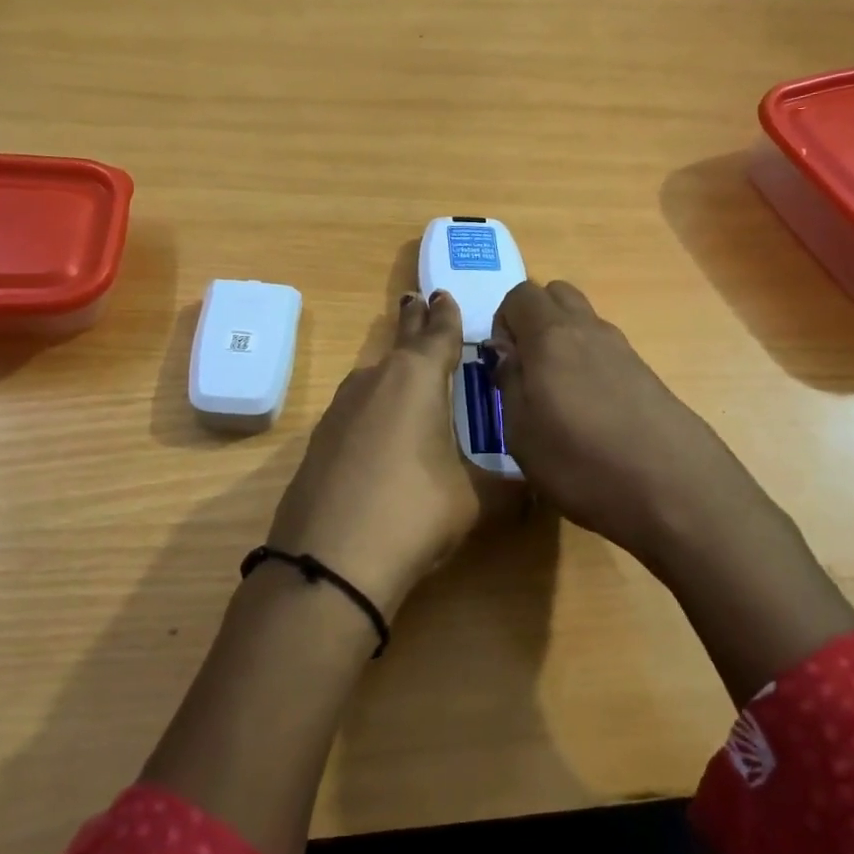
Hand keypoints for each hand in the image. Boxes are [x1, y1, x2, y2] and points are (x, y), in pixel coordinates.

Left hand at [266, 290, 496, 618]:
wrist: (329, 559)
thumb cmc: (415, 512)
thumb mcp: (473, 502)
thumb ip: (506, 489)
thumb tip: (533, 489)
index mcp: (417, 378)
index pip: (438, 334)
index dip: (446, 315)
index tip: (443, 294)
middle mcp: (375, 380)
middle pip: (399, 341)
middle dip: (412, 322)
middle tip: (416, 300)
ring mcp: (341, 408)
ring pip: (373, 374)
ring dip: (392, 364)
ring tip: (406, 365)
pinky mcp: (320, 439)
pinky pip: (355, 407)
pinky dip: (373, 403)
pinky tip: (379, 423)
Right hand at [487, 280, 779, 573]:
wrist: (676, 491)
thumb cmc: (582, 464)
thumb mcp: (522, 434)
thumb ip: (510, 383)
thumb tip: (508, 354)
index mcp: (552, 336)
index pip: (520, 294)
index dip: (502, 322)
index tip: (503, 365)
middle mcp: (590, 330)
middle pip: (556, 295)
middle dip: (534, 320)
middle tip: (527, 369)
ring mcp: (624, 350)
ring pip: (584, 322)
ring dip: (563, 342)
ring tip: (558, 397)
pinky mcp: (648, 374)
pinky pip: (606, 351)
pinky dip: (589, 364)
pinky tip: (591, 413)